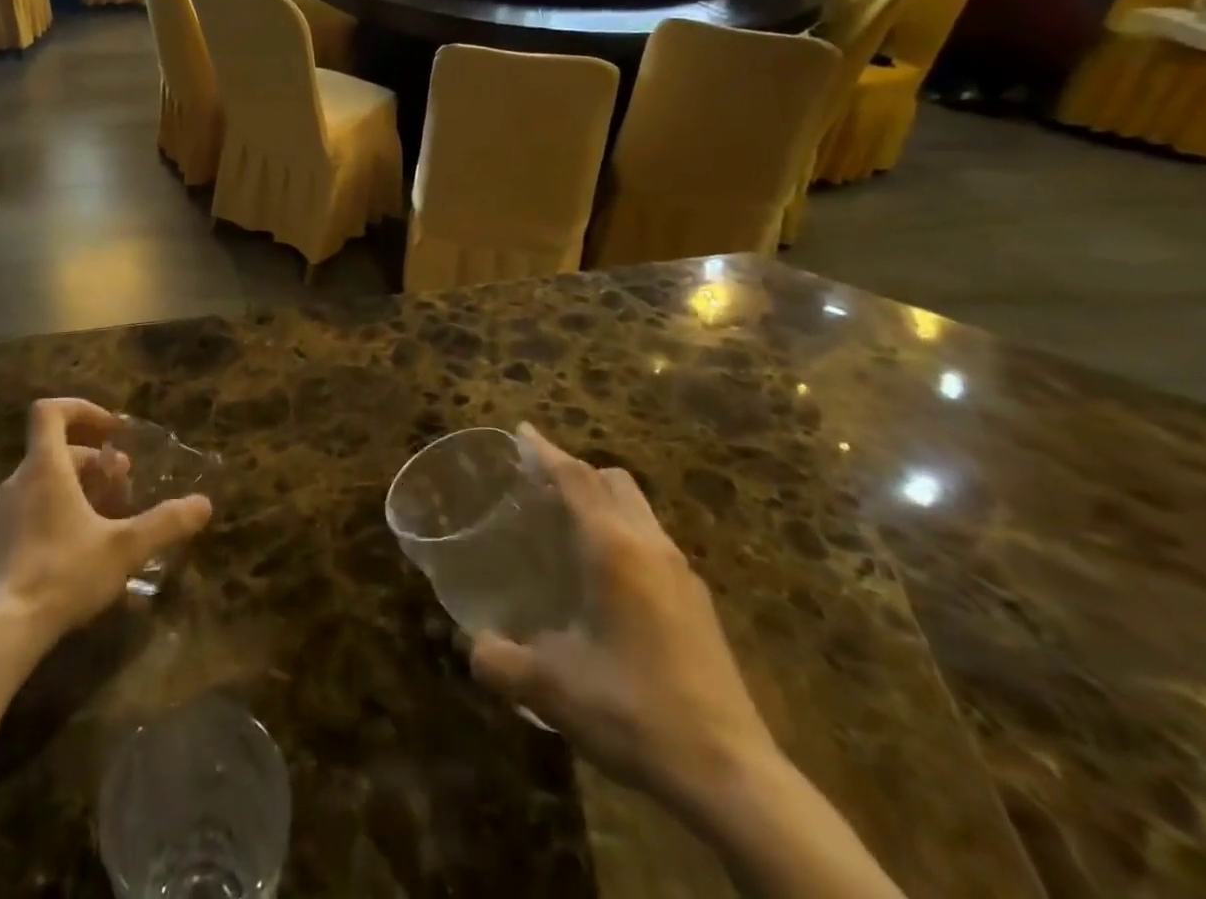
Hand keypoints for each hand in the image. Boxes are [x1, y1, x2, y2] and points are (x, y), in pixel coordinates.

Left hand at [0, 399, 211, 645]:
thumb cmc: (62, 574)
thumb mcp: (124, 548)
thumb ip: (165, 523)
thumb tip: (203, 504)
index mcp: (45, 468)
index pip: (50, 411)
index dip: (83, 409)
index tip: (113, 431)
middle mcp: (18, 482)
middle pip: (56, 451)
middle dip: (95, 462)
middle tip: (124, 486)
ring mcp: (1, 515)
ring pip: (44, 483)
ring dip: (78, 490)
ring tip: (107, 520)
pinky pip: (31, 513)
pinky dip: (58, 516)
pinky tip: (80, 554)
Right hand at [470, 425, 777, 811]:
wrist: (733, 775)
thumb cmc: (634, 710)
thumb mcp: (551, 688)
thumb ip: (499, 661)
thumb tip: (472, 647)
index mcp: (613, 547)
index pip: (575, 478)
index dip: (545, 450)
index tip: (520, 431)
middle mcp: (650, 546)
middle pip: (612, 480)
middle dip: (576, 471)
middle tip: (539, 488)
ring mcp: (682, 574)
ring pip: (639, 509)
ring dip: (603, 502)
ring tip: (568, 529)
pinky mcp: (699, 603)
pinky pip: (653, 541)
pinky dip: (624, 534)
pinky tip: (606, 580)